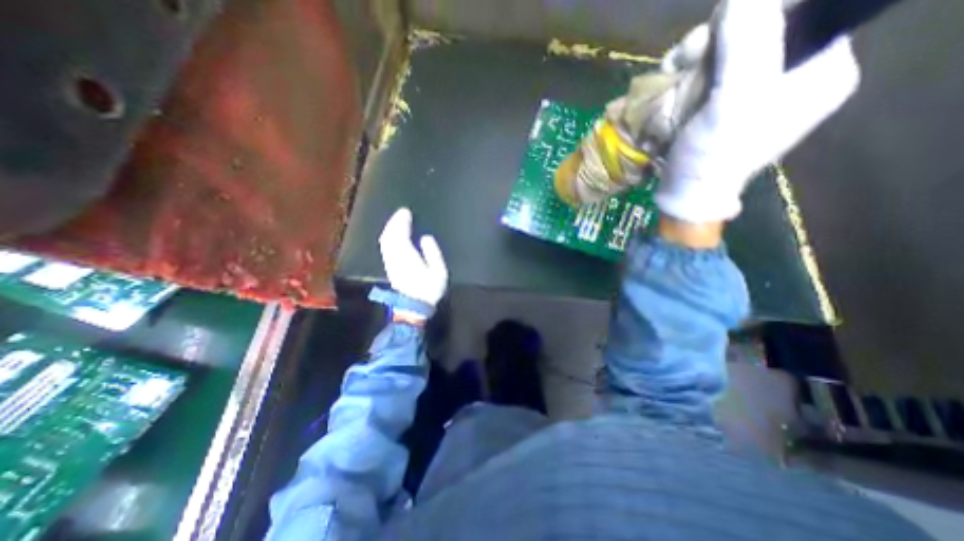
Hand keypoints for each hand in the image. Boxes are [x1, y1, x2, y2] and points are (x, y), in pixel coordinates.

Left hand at [378, 206, 450, 316]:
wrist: (413, 307)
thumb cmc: (429, 289)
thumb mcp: (438, 271)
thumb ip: (432, 253)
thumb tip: (425, 238)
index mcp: (407, 256)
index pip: (401, 234)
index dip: (402, 222)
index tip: (406, 212)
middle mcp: (395, 257)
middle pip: (390, 235)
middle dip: (394, 222)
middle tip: (401, 213)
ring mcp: (391, 262)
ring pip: (386, 241)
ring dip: (390, 228)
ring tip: (397, 221)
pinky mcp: (390, 267)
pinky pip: (386, 247)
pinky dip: (388, 237)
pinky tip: (392, 235)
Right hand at [655, 0, 858, 221]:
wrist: (686, 194)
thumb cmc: (714, 156)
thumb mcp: (735, 102)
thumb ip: (749, 42)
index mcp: (820, 71)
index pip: (799, 12)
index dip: (754, 17)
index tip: (717, 41)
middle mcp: (791, 75)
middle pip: (757, 29)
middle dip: (716, 41)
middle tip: (688, 62)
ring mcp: (753, 91)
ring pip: (726, 50)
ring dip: (695, 59)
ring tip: (674, 77)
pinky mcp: (724, 103)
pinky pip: (709, 73)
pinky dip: (687, 75)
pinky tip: (673, 86)